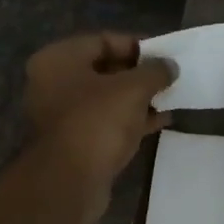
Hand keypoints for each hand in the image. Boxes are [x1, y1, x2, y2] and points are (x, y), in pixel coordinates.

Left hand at [24, 33, 174, 223]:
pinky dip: (131, 120)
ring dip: (137, 99)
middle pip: (104, 70)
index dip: (137, 45)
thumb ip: (155, 72)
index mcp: (58, 60)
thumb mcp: (133, 89)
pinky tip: (160, 121)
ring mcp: (62, 116)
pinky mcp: (74, 143)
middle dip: (139, 74)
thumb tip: (170, 66)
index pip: (103, 40)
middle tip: (169, 77)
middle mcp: (53, 84)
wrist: (70, 182)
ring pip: (107, 99)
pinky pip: (107, 123)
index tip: (165, 54)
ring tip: (171, 98)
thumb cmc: (97, 122)